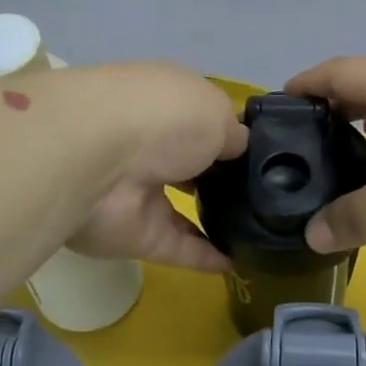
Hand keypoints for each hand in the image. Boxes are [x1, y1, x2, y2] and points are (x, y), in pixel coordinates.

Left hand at [64, 64, 246, 272]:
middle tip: (268, 199)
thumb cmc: (163, 118)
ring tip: (259, 232)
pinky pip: (177, 247)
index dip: (228, 136)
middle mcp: (149, 143)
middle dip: (220, 178)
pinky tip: (239, 263)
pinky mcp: (135, 235)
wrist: (97, 160)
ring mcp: (139, 191)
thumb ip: (233, 135)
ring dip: (213, 219)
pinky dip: (206, 257)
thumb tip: (240, 149)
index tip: (264, 157)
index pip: (199, 119)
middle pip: (189, 164)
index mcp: (165, 102)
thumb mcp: (215, 112)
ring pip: (180, 208)